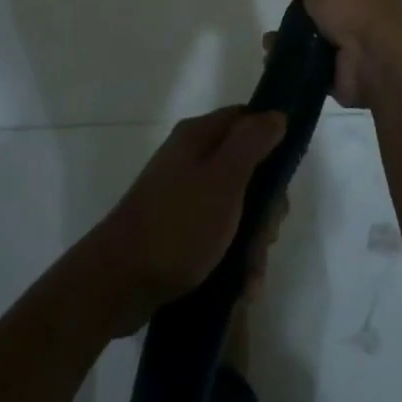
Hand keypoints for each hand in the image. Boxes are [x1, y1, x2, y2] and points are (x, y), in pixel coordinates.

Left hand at [81, 107, 285, 334]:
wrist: (117, 283)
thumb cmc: (177, 225)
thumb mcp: (224, 179)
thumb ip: (252, 142)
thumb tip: (277, 114)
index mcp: (198, 137)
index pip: (246, 120)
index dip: (272, 143)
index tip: (283, 180)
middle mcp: (190, 159)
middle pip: (246, 169)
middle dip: (264, 207)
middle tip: (266, 236)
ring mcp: (182, 196)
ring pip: (236, 208)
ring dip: (251, 242)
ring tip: (251, 277)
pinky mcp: (177, 230)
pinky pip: (217, 235)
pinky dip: (233, 258)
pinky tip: (241, 287)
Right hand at [287, 0, 401, 109]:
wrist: (377, 57)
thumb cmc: (351, 6)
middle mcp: (364, 11)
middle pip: (325, 11)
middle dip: (303, 16)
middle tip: (284, 19)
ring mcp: (357, 45)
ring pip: (318, 40)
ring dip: (297, 42)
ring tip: (275, 43)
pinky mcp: (347, 75)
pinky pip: (316, 68)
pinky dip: (299, 66)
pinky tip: (282, 61)